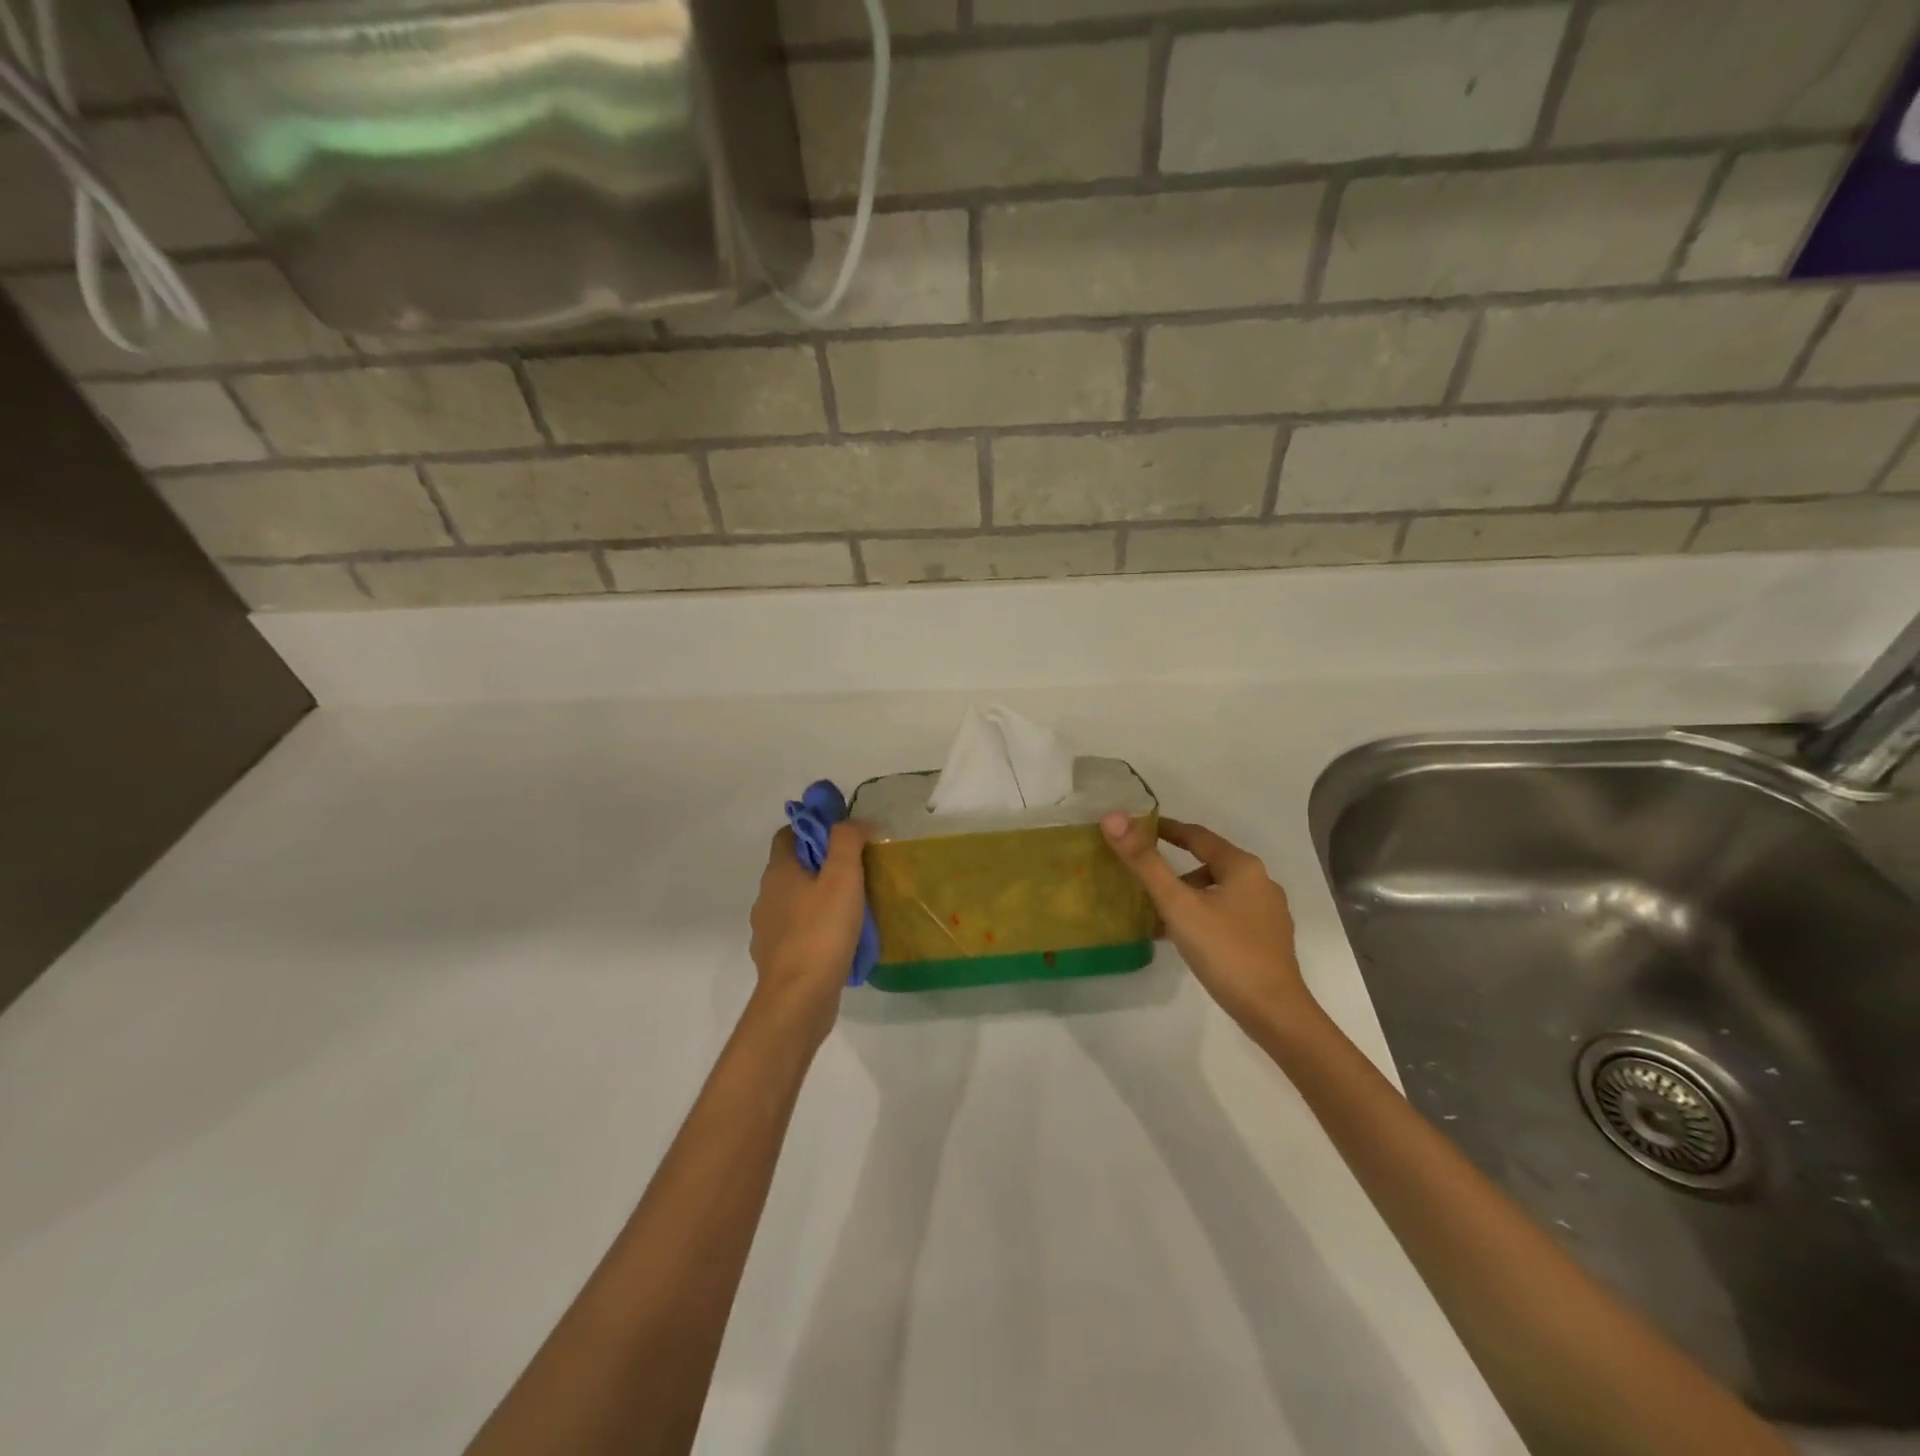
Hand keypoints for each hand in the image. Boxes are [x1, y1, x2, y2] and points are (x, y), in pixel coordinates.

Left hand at [749, 822, 870, 1040]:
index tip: (843, 836)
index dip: (813, 828)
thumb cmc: (821, 931)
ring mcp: (768, 930)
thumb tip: (856, 821)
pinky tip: (840, 940)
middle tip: (857, 870)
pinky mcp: (777, 958)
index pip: (788, 834)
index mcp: (778, 872)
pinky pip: (798, 932)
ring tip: (853, 907)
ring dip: (819, 899)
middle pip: (793, 867)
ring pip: (795, 902)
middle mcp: (766, 897)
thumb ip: (848, 841)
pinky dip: (816, 929)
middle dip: (822, 864)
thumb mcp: (843, 876)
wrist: (799, 998)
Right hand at [1101, 815, 1312, 1031]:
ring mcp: (1267, 913)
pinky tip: (1184, 937)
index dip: (1167, 829)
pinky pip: (1227, 914)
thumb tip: (1113, 818)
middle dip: (1175, 869)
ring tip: (1157, 913)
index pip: (1198, 836)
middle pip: (1209, 864)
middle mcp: (1260, 883)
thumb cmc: (1225, 951)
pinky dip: (1202, 915)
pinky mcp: (1267, 940)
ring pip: (1218, 892)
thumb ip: (1146, 863)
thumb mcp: (1178, 905)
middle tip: (1142, 875)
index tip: (1139, 829)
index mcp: (1243, 866)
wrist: (1273, 1012)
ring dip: (1187, 896)